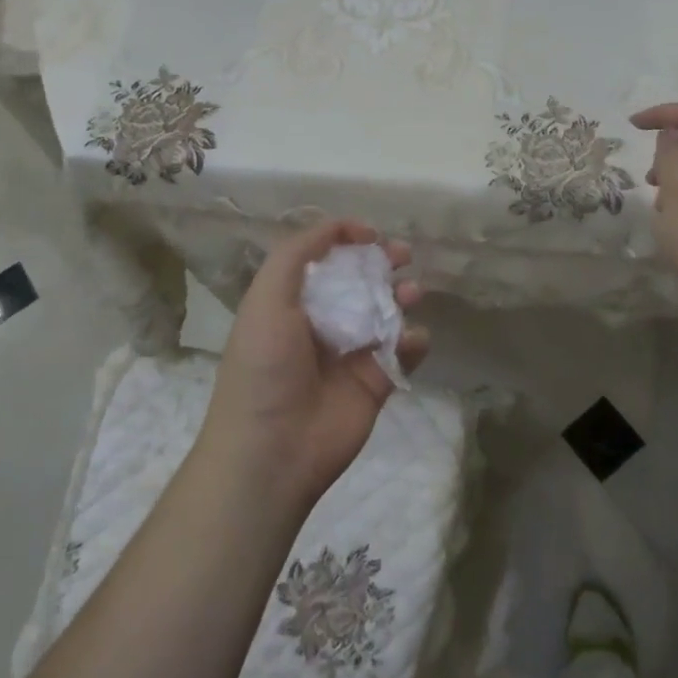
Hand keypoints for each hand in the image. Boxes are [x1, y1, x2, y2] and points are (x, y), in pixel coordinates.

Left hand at [201, 220, 429, 511]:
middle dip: (383, 263)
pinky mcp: (376, 382)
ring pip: (386, 313)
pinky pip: (403, 352)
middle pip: (360, 282)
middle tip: (403, 254)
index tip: (371, 234)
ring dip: (402, 296)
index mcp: (290, 303)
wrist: (273, 449)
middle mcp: (321, 324)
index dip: (346, 241)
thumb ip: (298, 254)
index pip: (323, 261)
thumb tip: (341, 227)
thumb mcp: (267, 298)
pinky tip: (410, 339)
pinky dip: (413, 340)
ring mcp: (351, 354)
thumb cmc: (264, 367)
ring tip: (412, 293)